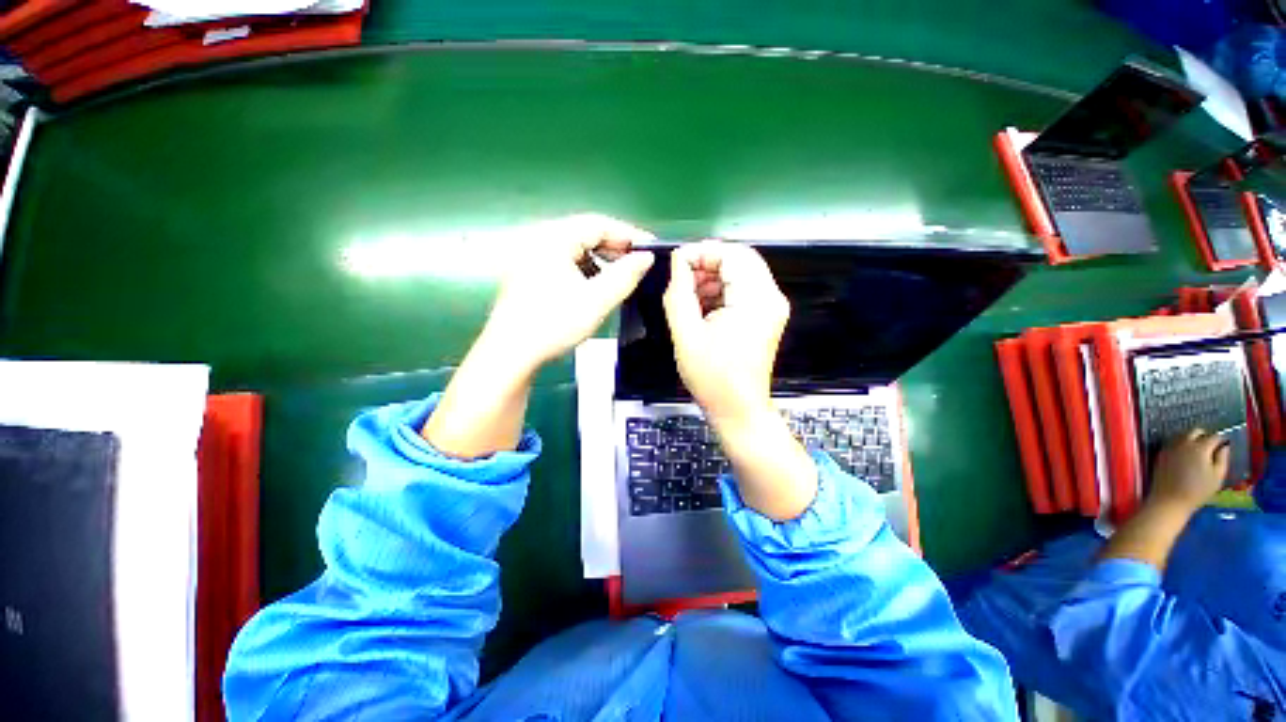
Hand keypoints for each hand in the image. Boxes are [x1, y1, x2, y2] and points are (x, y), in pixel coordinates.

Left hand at [423, 214, 652, 458]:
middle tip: (638, 265)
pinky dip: (584, 270)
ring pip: (575, 249)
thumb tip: (646, 257)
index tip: (650, 250)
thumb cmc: (555, 324)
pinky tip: (594, 287)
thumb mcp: (597, 300)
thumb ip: (625, 276)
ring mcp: (531, 256)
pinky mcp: (528, 273)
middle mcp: (539, 239)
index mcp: (553, 238)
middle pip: (585, 233)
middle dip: (614, 249)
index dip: (628, 235)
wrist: (511, 354)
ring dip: (600, 260)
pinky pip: (564, 261)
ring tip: (619, 278)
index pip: (598, 223)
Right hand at [662, 240, 789, 425]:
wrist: (738, 410)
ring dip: (713, 277)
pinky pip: (744, 289)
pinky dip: (722, 290)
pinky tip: (702, 305)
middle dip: (707, 264)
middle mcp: (771, 297)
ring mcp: (772, 307)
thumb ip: (679, 293)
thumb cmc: (712, 378)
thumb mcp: (686, 334)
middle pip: (739, 259)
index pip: (731, 254)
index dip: (701, 252)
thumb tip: (678, 262)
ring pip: (741, 273)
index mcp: (755, 299)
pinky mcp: (767, 316)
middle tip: (680, 278)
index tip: (676, 263)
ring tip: (688, 295)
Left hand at [1148, 429, 1229, 511]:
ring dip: (1191, 439)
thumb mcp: (1217, 477)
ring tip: (1199, 451)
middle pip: (1195, 431)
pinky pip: (1173, 443)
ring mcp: (1170, 447)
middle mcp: (1184, 443)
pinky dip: (1181, 445)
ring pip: (1183, 435)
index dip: (1221, 440)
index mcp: (1200, 448)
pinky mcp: (1161, 453)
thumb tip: (1225, 447)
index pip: (1214, 436)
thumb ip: (1222, 459)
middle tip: (1210, 445)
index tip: (1224, 444)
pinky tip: (1186, 455)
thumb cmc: (1197, 491)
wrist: (1170, 500)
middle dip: (1205, 435)